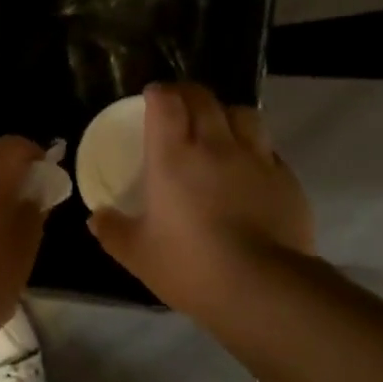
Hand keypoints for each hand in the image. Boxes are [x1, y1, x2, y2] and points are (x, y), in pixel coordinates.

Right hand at [88, 83, 313, 316]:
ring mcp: (257, 159)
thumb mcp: (138, 255)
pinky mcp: (286, 179)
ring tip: (220, 129)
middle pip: (204, 98)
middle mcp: (216, 146)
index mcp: (174, 157)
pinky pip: (269, 149)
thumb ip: (112, 231)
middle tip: (179, 106)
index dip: (158, 93)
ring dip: (226, 114)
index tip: (151, 97)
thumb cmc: (191, 266)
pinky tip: (249, 169)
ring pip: (243, 114)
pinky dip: (255, 149)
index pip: (167, 102)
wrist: (263, 288)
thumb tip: (96, 218)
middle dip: (188, 94)